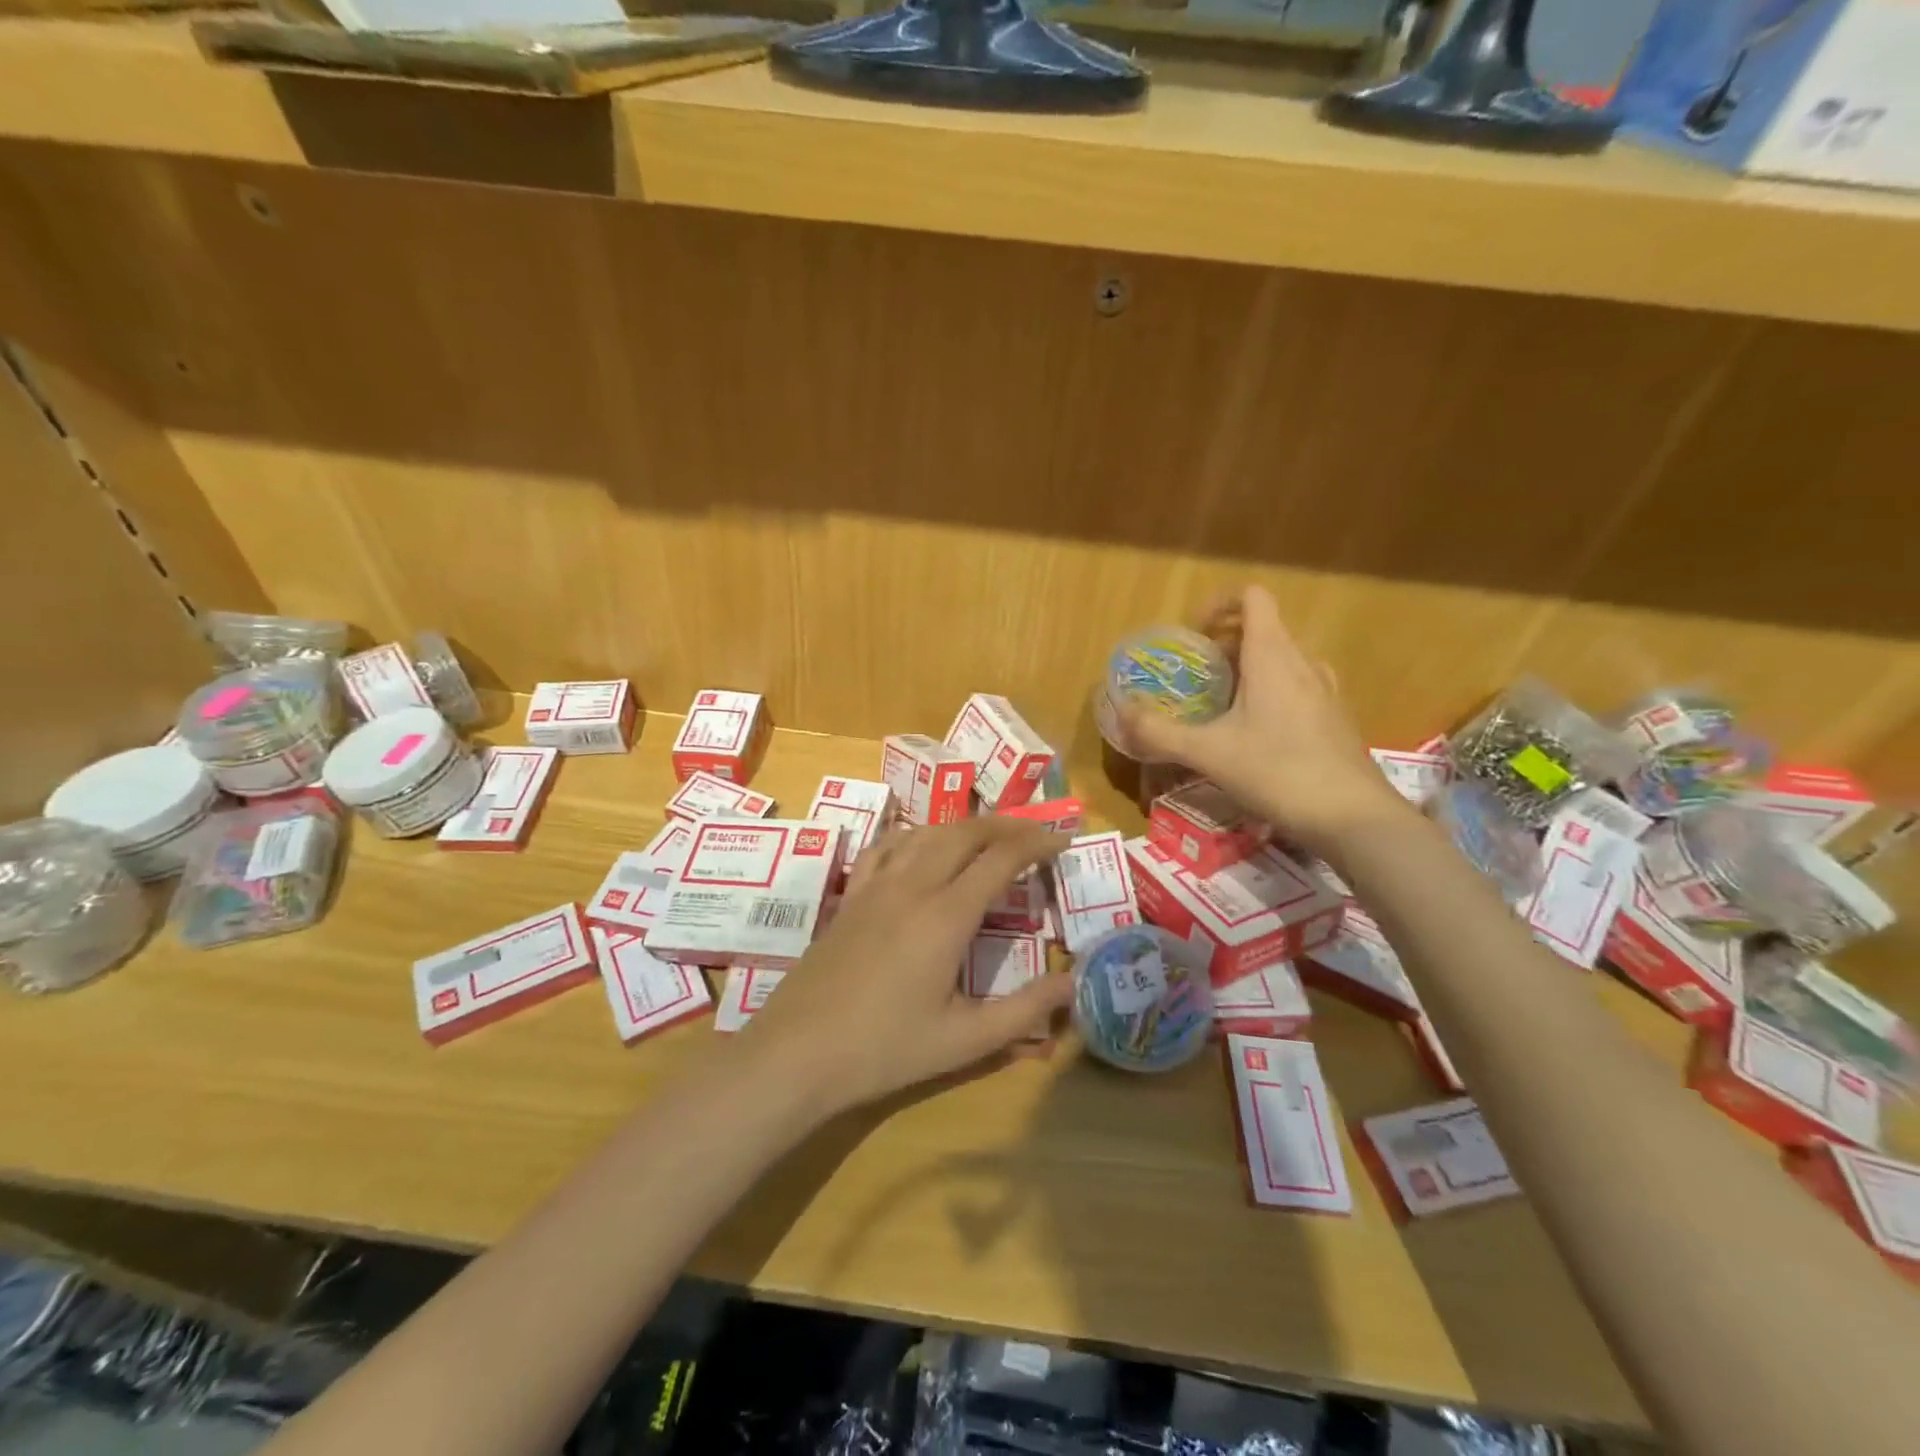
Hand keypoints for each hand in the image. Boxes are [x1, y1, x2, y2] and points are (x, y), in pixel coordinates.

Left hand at [740, 817, 1073, 1118]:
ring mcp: (876, 886)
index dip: (1036, 843)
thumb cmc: (885, 1049)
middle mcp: (912, 886)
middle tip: (1034, 833)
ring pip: (926, 833)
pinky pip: (886, 847)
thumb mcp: (965, 1041)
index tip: (1063, 840)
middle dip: (1005, 825)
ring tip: (988, 836)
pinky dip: (915, 835)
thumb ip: (1025, 1012)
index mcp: (946, 916)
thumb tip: (1072, 983)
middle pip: (965, 833)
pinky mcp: (851, 896)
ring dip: (964, 826)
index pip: (1001, 859)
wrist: (798, 1052)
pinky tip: (921, 846)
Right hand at [1118, 585, 1406, 850]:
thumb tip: (1121, 713)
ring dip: (1249, 669)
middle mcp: (1303, 664)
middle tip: (1196, 676)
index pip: (1253, 598)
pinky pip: (1298, 688)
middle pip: (1264, 630)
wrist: (1353, 818)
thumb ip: (1159, 732)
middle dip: (1225, 644)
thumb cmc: (1278, 772)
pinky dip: (1271, 694)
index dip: (1219, 604)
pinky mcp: (1334, 720)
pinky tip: (1255, 735)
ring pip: (1282, 661)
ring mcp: (1325, 692)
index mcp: (1273, 657)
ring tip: (1222, 703)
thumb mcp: (1208, 753)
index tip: (1193, 634)